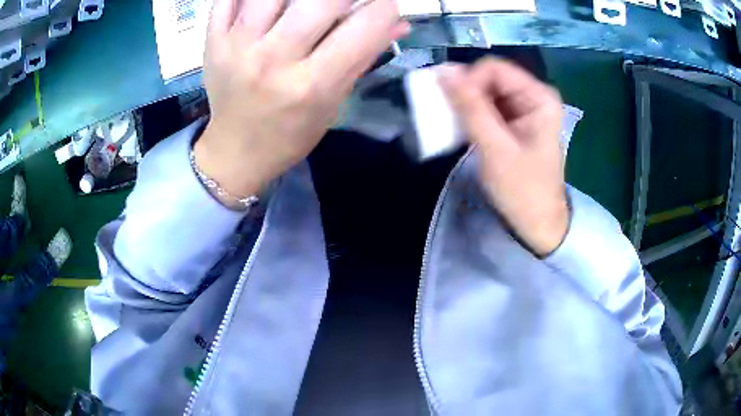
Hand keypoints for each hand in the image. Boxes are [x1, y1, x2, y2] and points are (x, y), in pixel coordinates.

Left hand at [195, 0, 408, 199]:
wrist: (234, 152)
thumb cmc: (290, 133)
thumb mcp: (333, 103)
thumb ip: (364, 57)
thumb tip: (398, 22)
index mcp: (312, 85)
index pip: (365, 27)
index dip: (384, 8)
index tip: (383, 7)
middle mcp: (274, 60)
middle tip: (344, 3)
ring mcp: (238, 47)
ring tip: (303, 6)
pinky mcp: (213, 42)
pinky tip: (270, 4)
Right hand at [439, 58, 568, 255]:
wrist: (538, 224)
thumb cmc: (522, 190)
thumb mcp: (495, 148)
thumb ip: (470, 108)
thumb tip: (443, 71)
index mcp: (539, 97)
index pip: (493, 69)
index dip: (468, 81)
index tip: (451, 106)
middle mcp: (534, 95)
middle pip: (490, 78)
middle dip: (466, 93)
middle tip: (449, 116)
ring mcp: (526, 108)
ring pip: (486, 91)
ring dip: (466, 105)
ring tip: (454, 125)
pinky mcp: (517, 121)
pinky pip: (489, 106)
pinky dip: (473, 115)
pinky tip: (464, 130)